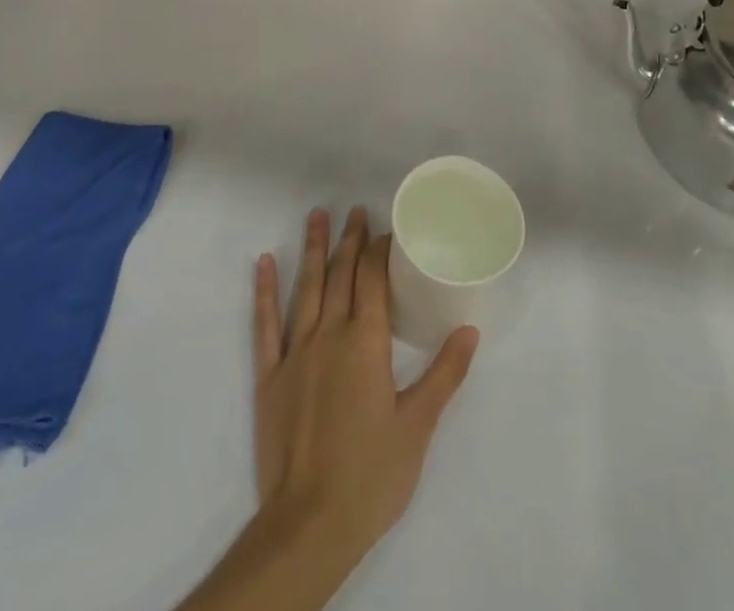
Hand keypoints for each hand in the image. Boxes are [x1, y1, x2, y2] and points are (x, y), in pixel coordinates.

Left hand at [251, 207, 479, 561]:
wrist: (309, 524)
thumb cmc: (371, 475)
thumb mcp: (418, 426)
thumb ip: (444, 374)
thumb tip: (469, 330)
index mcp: (365, 342)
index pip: (373, 278)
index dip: (380, 249)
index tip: (389, 229)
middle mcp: (329, 334)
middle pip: (340, 274)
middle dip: (350, 240)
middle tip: (355, 209)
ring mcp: (295, 352)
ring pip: (305, 288)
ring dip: (312, 249)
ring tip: (317, 215)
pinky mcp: (269, 375)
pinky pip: (265, 324)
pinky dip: (265, 291)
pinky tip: (263, 263)